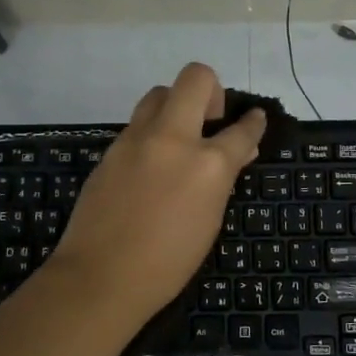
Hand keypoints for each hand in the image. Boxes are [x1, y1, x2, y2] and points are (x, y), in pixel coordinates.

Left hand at [48, 62, 265, 322]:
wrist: (100, 276)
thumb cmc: (167, 263)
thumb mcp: (209, 221)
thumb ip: (223, 179)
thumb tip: (237, 152)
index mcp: (207, 164)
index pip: (241, 129)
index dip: (254, 123)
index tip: (254, 118)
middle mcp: (172, 138)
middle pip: (195, 78)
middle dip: (211, 90)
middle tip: (210, 121)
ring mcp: (136, 139)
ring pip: (159, 93)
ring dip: (176, 105)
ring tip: (178, 137)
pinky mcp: (111, 149)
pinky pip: (137, 124)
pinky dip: (152, 133)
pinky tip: (151, 164)